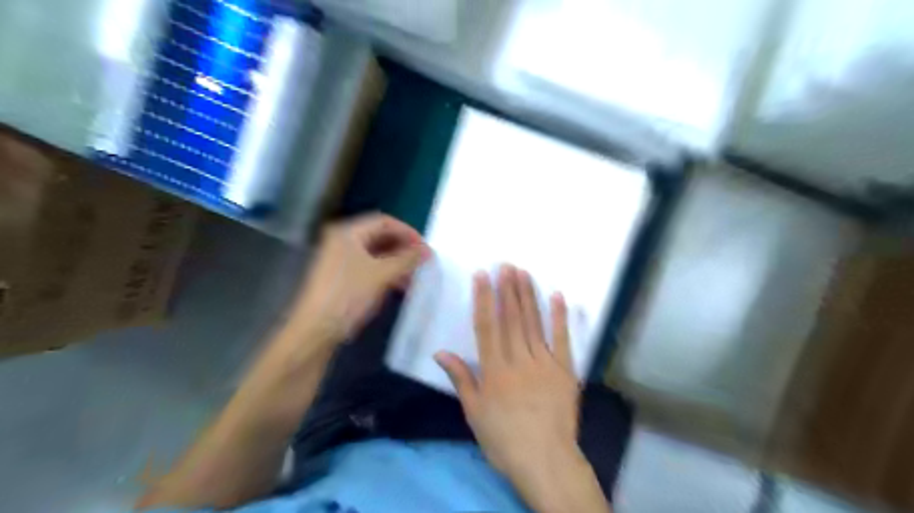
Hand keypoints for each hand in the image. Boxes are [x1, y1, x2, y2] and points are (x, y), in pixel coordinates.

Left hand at [290, 213, 431, 343]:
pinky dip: (386, 273)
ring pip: (376, 254)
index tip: (426, 248)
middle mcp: (342, 241)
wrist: (316, 330)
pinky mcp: (341, 278)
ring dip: (397, 262)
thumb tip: (427, 250)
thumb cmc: (349, 296)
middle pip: (380, 237)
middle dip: (403, 248)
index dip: (408, 232)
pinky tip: (401, 286)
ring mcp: (340, 260)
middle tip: (423, 261)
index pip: (384, 221)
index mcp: (348, 233)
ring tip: (416, 276)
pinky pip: (369, 267)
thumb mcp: (382, 275)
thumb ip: (407, 259)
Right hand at [434, 266, 577, 477]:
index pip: (487, 327)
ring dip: (528, 296)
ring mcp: (544, 363)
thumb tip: (440, 353)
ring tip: (524, 273)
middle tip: (506, 264)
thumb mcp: (474, 413)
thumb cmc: (504, 439)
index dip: (484, 299)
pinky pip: (563, 339)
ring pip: (534, 323)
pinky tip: (557, 296)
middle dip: (508, 289)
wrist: (546, 460)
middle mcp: (518, 360)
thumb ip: (461, 379)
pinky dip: (560, 317)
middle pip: (512, 319)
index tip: (483, 276)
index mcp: (494, 370)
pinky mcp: (565, 370)